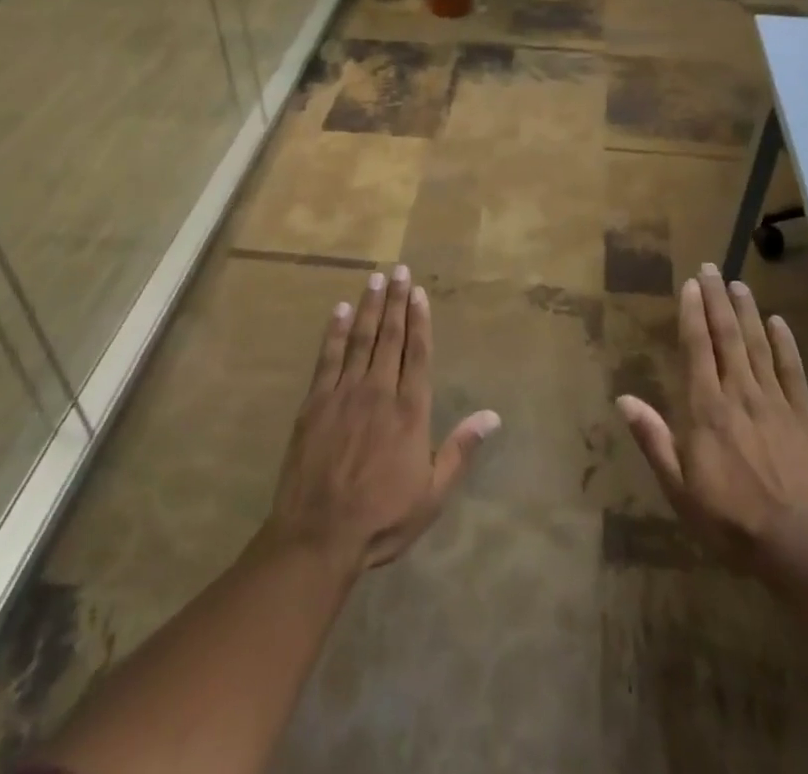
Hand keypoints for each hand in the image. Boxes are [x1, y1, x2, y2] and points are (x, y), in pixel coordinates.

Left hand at [264, 264, 499, 573]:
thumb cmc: (381, 518)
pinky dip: (335, 332)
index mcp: (410, 411)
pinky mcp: (315, 403)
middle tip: (399, 270)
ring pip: (361, 339)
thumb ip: (460, 450)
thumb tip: (492, 416)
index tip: (419, 292)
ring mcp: (344, 394)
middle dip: (396, 301)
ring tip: (374, 278)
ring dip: (369, 307)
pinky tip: (340, 311)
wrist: (318, 536)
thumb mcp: (432, 494)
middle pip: (390, 337)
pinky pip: (327, 358)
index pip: (418, 354)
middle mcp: (379, 392)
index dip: (419, 321)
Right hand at [616, 263, 807, 567]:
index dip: (692, 313)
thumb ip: (653, 439)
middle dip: (717, 299)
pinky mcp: (804, 416)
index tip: (690, 285)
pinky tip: (779, 322)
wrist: (798, 547)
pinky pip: (793, 371)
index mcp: (706, 408)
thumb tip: (623, 398)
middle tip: (711, 268)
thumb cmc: (729, 519)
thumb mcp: (678, 487)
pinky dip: (785, 343)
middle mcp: (739, 393)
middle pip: (726, 336)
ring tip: (738, 283)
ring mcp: (775, 402)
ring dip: (746, 311)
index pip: (697, 348)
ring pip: (757, 345)